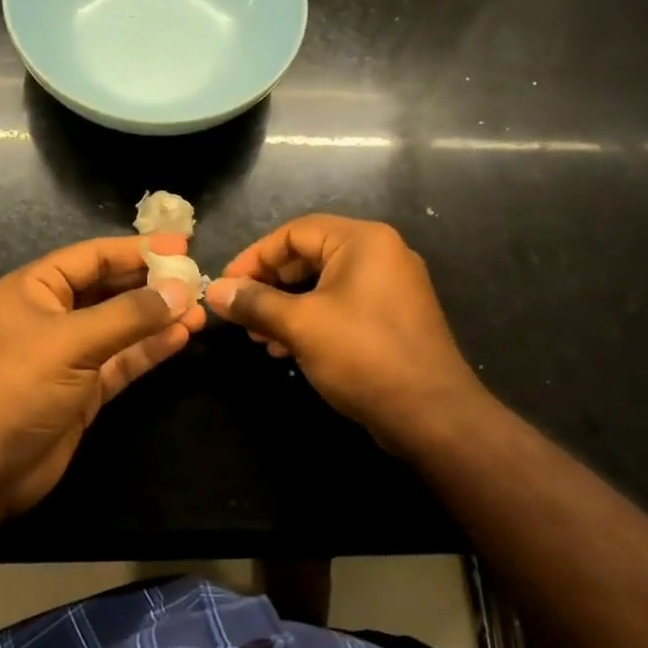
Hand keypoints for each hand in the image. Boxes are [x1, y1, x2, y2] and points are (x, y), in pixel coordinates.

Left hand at [0, 233, 205, 514]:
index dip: (138, 249)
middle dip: (152, 284)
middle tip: (197, 279)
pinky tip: (181, 337)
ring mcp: (69, 354)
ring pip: (121, 326)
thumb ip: (130, 315)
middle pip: (110, 288)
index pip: (94, 256)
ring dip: (158, 318)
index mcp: (36, 288)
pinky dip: (149, 348)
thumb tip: (180, 290)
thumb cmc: (17, 387)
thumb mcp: (72, 341)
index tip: (183, 246)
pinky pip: (122, 359)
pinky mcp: (84, 389)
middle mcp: (53, 314)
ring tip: (199, 311)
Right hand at [205, 215, 484, 451]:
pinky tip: (287, 350)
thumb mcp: (301, 326)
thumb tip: (215, 291)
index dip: (254, 257)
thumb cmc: (364, 356)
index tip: (225, 285)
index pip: (294, 232)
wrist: (433, 415)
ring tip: (260, 339)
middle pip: (309, 256)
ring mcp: (390, 286)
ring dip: (286, 307)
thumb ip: (255, 303)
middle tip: (240, 313)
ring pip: (323, 284)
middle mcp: (380, 253)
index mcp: (363, 241)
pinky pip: (342, 305)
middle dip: (270, 285)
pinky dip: (311, 320)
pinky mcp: (392, 317)